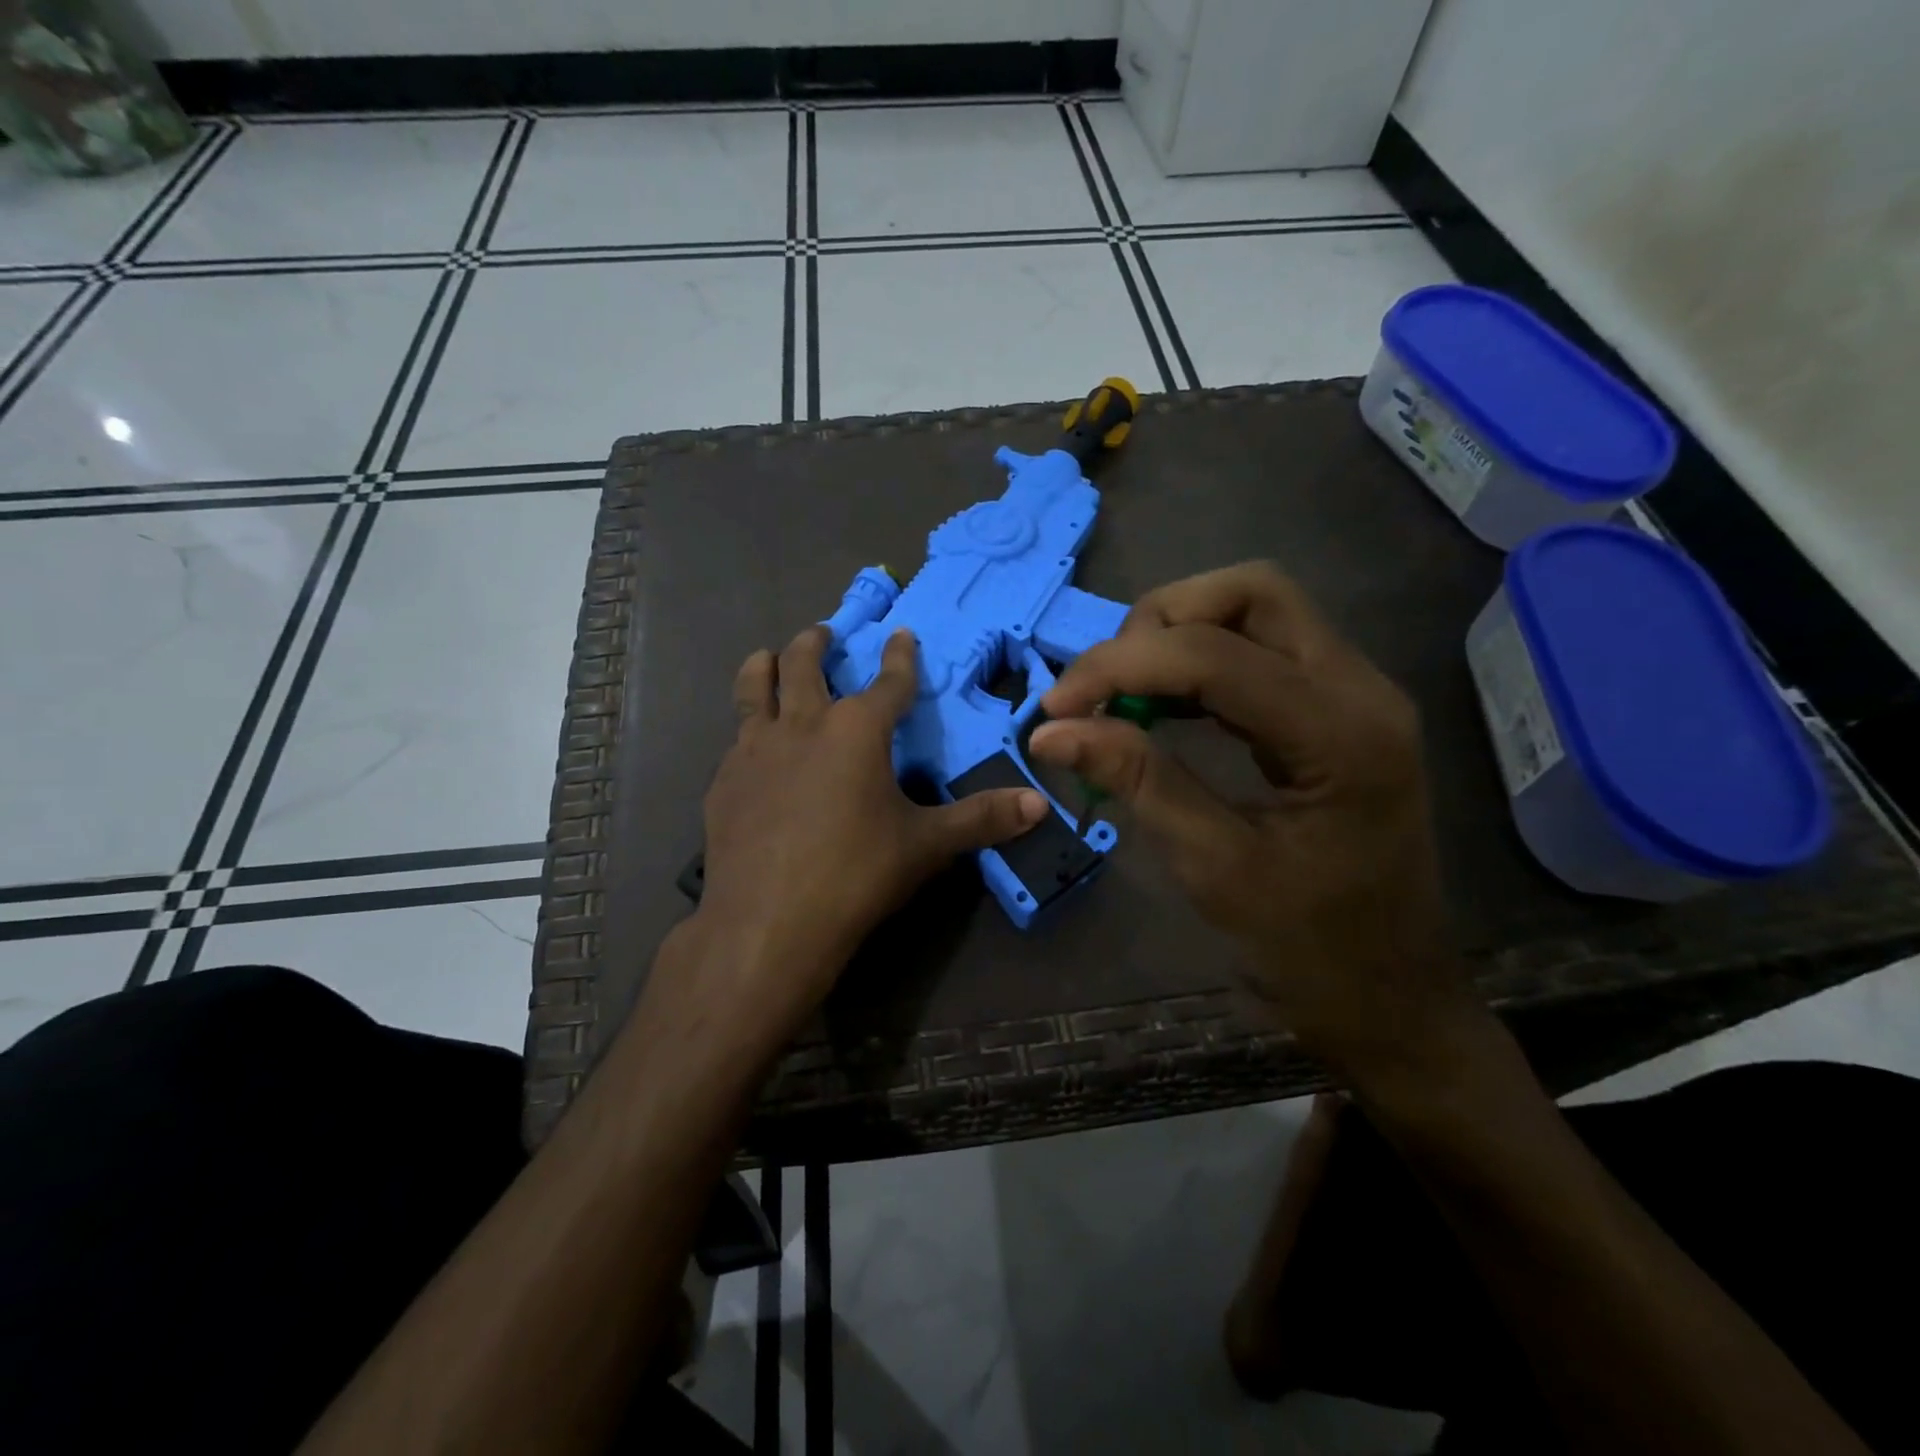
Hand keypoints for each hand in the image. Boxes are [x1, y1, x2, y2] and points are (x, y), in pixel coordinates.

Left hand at [696, 625, 1047, 1031]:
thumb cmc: (856, 874)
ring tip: (769, 658)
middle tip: (823, 633)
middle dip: (818, 642)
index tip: (901, 634)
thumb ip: (982, 819)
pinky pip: (737, 737)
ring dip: (766, 665)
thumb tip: (1041, 804)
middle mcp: (803, 724)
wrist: (769, 922)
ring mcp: (755, 749)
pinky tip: (751, 746)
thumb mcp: (926, 845)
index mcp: (857, 730)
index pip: (889, 681)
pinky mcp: (724, 780)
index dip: (900, 656)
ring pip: (756, 686)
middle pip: (805, 663)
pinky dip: (748, 727)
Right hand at [1026, 563, 1476, 1086]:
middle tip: (1103, 685)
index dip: (1121, 665)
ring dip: (1178, 633)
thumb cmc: (1308, 948)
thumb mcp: (1213, 866)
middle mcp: (1360, 689)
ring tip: (1122, 691)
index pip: (1215, 655)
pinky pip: (1262, 648)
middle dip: (1160, 622)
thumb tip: (1051, 730)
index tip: (1054, 707)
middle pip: (1251, 593)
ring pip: (1257, 610)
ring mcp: (1355, 692)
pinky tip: (1161, 702)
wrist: (1390, 996)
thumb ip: (1138, 781)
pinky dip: (1200, 660)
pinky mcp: (1337, 708)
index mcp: (1342, 735)